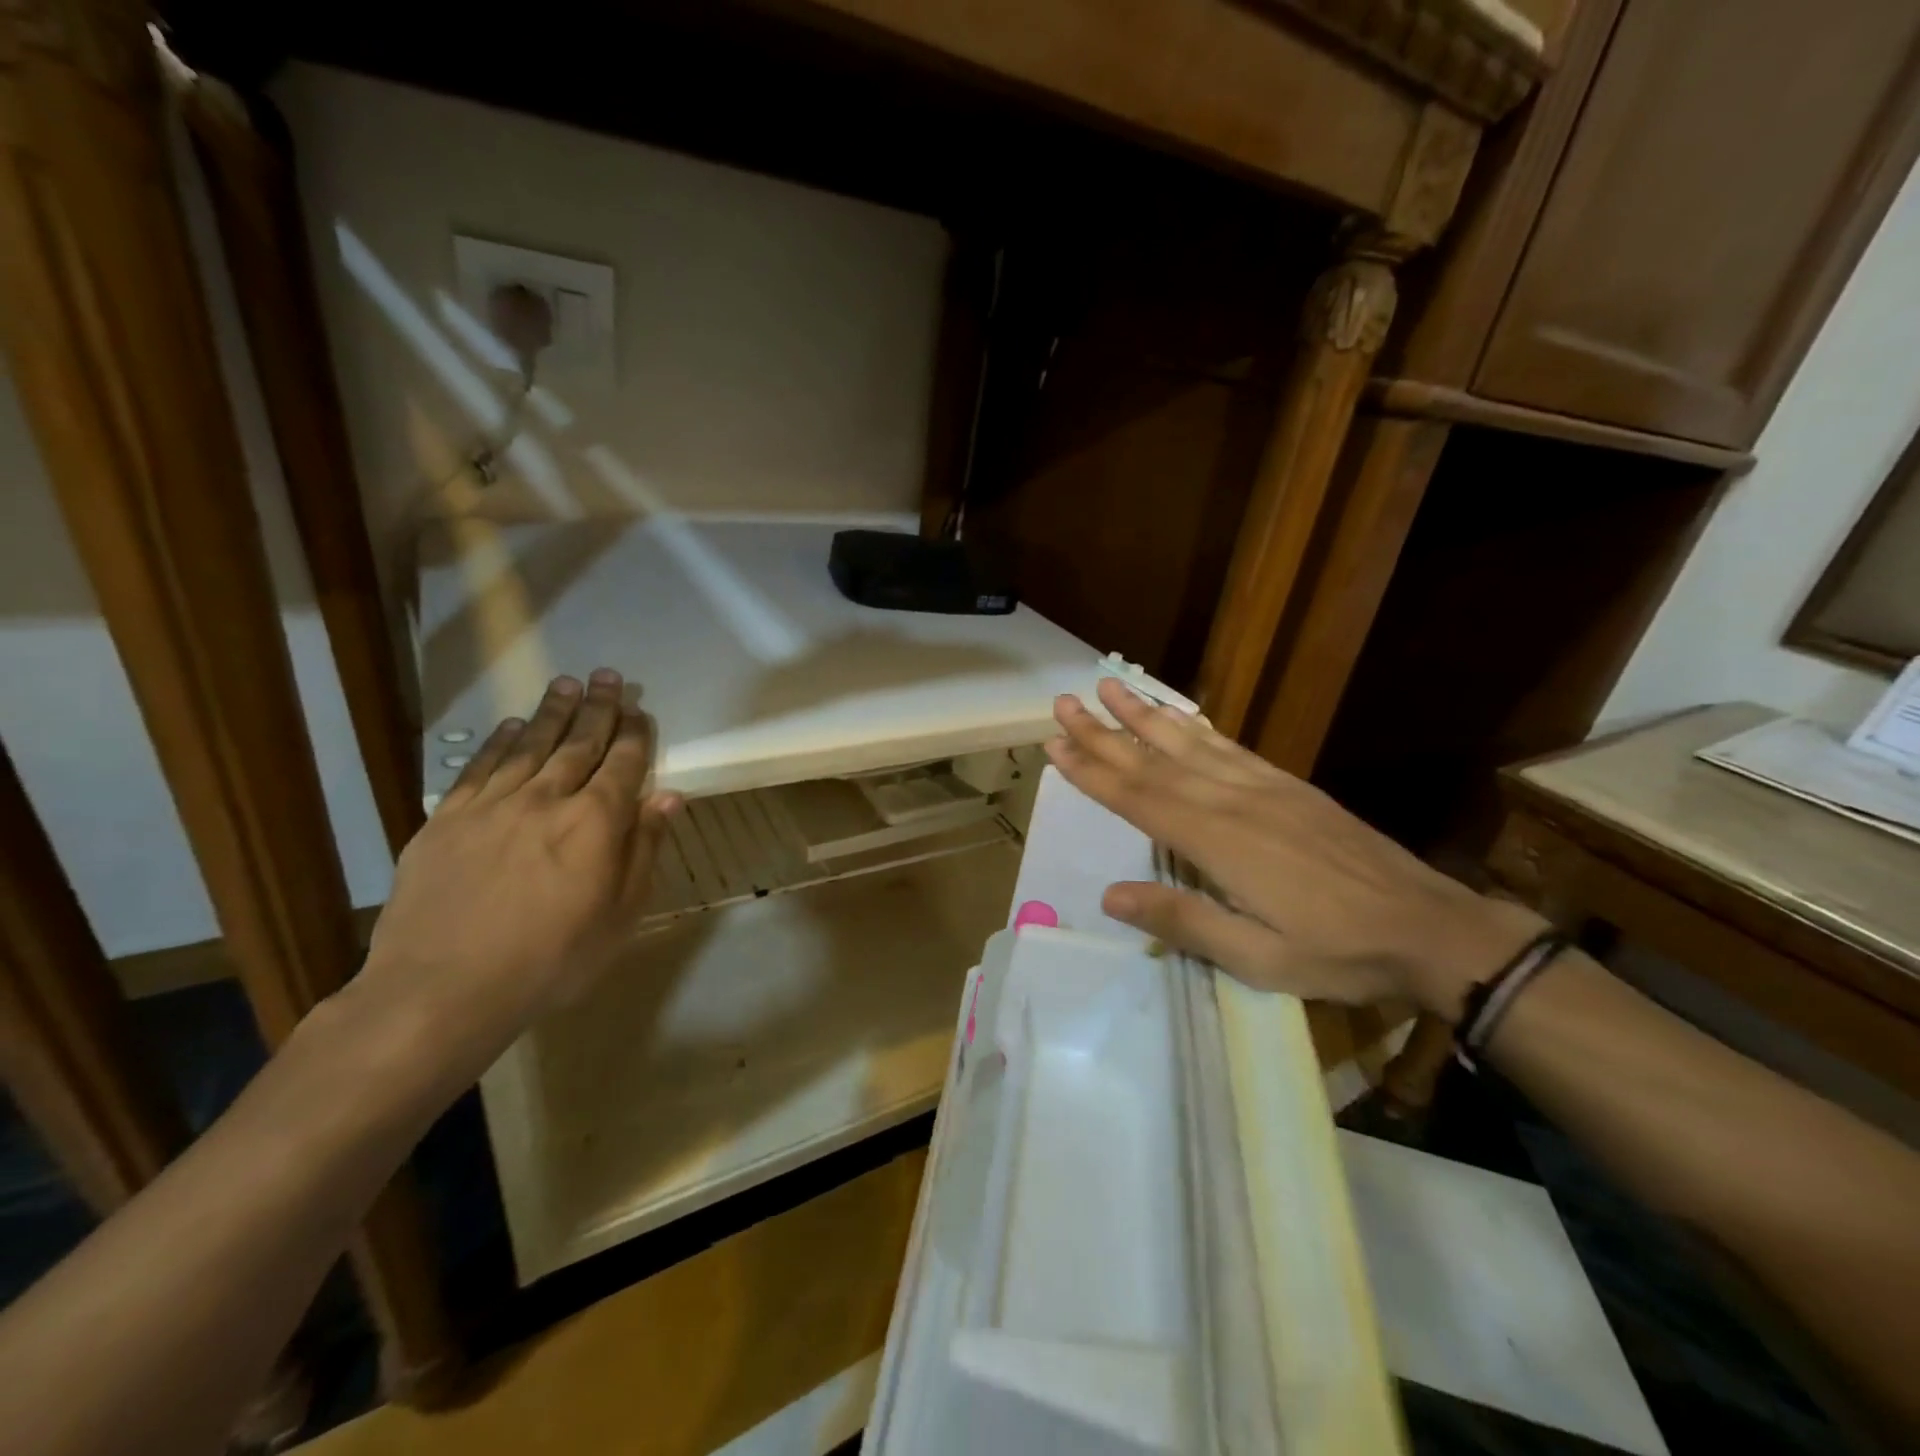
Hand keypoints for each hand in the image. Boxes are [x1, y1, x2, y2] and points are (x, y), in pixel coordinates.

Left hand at [349, 669, 680, 1081]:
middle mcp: (547, 799)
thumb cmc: (551, 960)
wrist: (442, 989)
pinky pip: (480, 768)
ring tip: (566, 684)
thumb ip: (644, 849)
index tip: (639, 709)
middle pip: (578, 743)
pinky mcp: (446, 819)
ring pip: (530, 746)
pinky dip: (499, 742)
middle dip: (597, 708)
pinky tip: (512, 726)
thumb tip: (669, 797)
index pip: (622, 764)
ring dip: (551, 713)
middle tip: (606, 677)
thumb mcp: (619, 914)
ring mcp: (492, 806)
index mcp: (596, 823)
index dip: (633, 734)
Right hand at [1045, 679, 1540, 1017]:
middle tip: (1065, 702)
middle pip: (1155, 760)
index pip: (1138, 798)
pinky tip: (1179, 715)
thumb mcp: (1257, 958)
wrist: (1429, 927)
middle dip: (1105, 731)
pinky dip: (1196, 726)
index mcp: (1218, 841)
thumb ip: (1183, 922)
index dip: (1093, 770)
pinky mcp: (1288, 785)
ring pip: (1190, 742)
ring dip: (1144, 714)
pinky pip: (1230, 746)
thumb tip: (1110, 895)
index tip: (1055, 743)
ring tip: (1110, 686)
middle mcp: (1233, 800)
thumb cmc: (1337, 951)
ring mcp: (1263, 786)